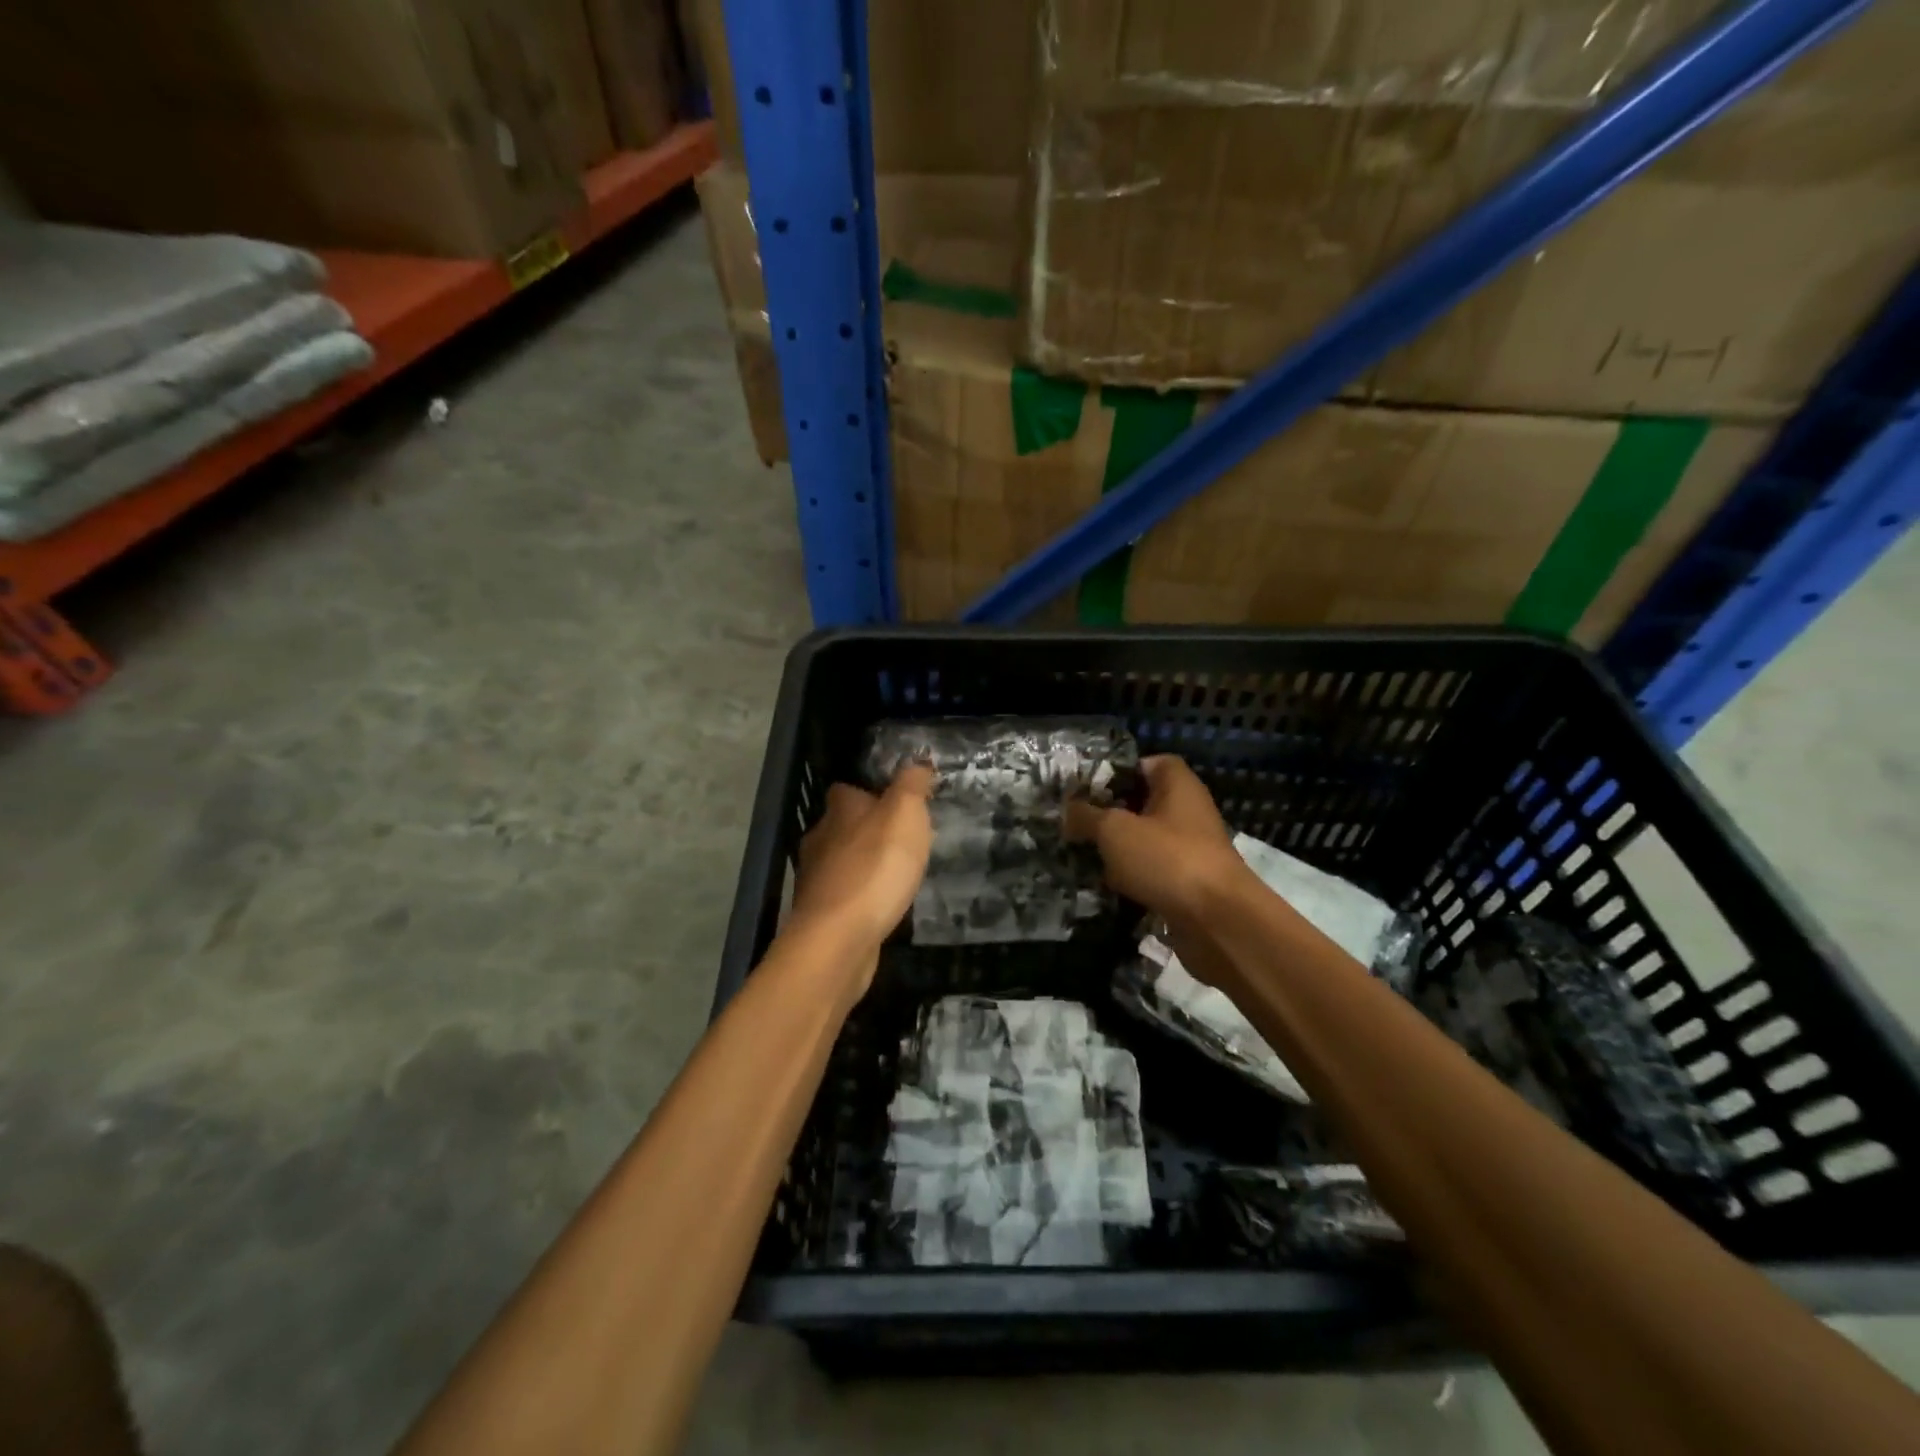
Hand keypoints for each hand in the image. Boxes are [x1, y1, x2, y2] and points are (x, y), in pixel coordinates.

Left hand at [789, 764, 935, 961]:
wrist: (839, 938)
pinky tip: (881, 905)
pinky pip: (844, 895)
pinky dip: (860, 896)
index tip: (898, 802)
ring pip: (842, 861)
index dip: (871, 792)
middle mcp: (820, 838)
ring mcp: (816, 878)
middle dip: (868, 831)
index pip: (848, 789)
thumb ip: (912, 784)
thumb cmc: (876, 867)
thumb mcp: (905, 814)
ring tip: (896, 873)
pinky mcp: (820, 914)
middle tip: (903, 840)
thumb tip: (916, 762)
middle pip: (843, 825)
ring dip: (864, 864)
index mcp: (839, 810)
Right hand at [1064, 756, 1253, 923]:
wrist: (1217, 921)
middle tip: (1076, 824)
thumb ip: (1086, 816)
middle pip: (1143, 804)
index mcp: (1178, 785)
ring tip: (1082, 855)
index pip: (1149, 763)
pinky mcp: (1188, 883)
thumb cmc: (1166, 859)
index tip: (1087, 788)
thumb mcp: (1114, 830)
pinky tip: (1104, 887)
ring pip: (1145, 840)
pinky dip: (1131, 878)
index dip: (1119, 771)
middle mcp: (1188, 812)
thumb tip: (1068, 810)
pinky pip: (1152, 872)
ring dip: (1117, 850)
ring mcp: (1190, 849)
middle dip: (1110, 814)